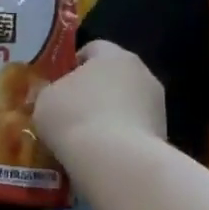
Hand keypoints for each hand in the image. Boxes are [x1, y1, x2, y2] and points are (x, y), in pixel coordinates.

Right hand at [34, 41, 167, 152]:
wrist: (116, 161)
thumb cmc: (74, 117)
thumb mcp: (44, 100)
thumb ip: (49, 92)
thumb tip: (53, 94)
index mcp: (114, 56)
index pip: (94, 48)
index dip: (73, 63)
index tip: (57, 83)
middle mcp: (142, 73)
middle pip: (113, 76)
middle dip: (93, 91)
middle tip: (69, 111)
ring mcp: (157, 105)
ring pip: (126, 104)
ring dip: (109, 115)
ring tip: (84, 138)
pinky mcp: (164, 134)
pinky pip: (134, 129)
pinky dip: (120, 137)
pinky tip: (101, 154)